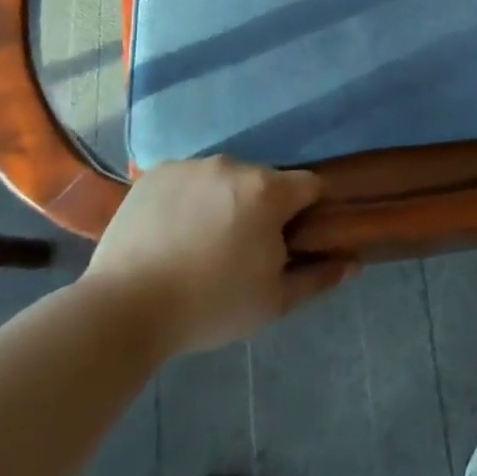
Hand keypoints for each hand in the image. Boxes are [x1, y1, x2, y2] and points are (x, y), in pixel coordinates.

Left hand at [82, 156, 355, 354]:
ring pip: (225, 180)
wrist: (123, 310)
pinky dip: (188, 200)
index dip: (307, 212)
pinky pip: (187, 180)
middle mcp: (234, 165)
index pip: (309, 186)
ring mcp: (192, 165)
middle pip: (265, 182)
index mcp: (268, 190)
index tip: (291, 240)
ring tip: (200, 244)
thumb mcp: (272, 302)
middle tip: (240, 251)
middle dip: (261, 209)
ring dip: (224, 202)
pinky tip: (171, 234)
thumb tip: (353, 262)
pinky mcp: (155, 173)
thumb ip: (318, 277)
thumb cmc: (209, 306)